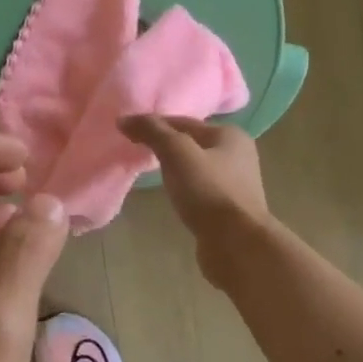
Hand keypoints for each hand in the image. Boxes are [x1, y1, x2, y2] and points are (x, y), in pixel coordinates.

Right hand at [118, 116, 271, 277]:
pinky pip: (200, 191)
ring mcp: (236, 184)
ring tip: (151, 175)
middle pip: (192, 144)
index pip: (184, 122)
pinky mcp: (229, 209)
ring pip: (197, 168)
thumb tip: (124, 119)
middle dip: (166, 147)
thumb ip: (152, 132)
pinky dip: (184, 190)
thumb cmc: (208, 191)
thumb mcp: (177, 153)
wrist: (236, 242)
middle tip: (137, 153)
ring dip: (176, 170)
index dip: (155, 125)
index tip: (129, 133)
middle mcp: (238, 155)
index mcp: (230, 135)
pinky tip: (172, 198)